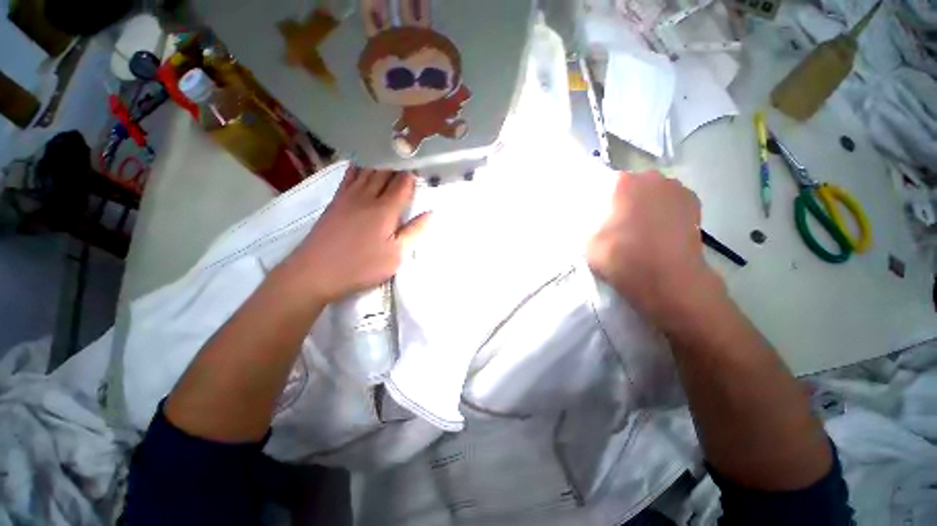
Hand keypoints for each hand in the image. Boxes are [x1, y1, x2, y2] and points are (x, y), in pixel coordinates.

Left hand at [282, 166, 429, 303]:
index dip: (413, 174)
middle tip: (409, 161)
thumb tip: (430, 213)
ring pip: (367, 170)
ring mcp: (349, 196)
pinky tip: (363, 162)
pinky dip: (359, 165)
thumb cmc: (362, 266)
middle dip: (399, 165)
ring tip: (391, 157)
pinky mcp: (336, 200)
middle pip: (385, 172)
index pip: (403, 183)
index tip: (422, 170)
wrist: (316, 271)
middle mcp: (368, 196)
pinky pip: (349, 175)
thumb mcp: (396, 255)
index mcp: (386, 209)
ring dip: (381, 162)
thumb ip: (414, 232)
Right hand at [587, 171, 718, 322]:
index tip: (600, 217)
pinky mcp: (695, 205)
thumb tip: (592, 220)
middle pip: (633, 185)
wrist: (666, 278)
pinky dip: (665, 211)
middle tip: (620, 221)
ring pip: (654, 193)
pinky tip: (661, 229)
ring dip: (647, 204)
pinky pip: (672, 203)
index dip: (602, 201)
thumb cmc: (620, 256)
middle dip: (626, 199)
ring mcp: (677, 189)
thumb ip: (588, 225)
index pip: (605, 184)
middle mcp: (651, 178)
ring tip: (643, 227)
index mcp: (622, 183)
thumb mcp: (586, 242)